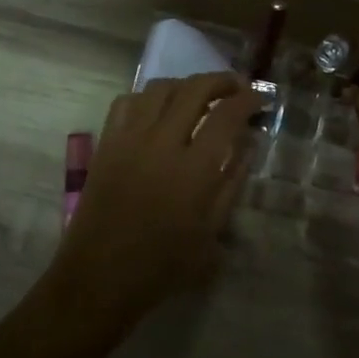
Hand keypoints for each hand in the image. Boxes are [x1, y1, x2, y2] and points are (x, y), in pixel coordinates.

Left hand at [48, 73, 261, 329]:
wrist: (99, 277)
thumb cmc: (162, 264)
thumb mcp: (211, 231)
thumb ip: (232, 182)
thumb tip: (247, 144)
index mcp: (194, 170)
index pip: (227, 116)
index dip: (247, 100)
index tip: (259, 99)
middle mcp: (162, 144)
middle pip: (194, 90)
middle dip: (221, 80)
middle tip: (235, 87)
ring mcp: (129, 139)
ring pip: (160, 88)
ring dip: (186, 84)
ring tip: (199, 95)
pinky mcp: (106, 143)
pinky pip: (127, 102)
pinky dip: (149, 97)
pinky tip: (159, 109)